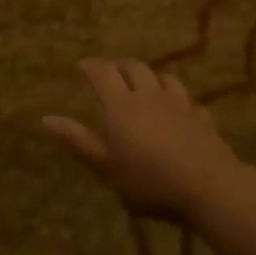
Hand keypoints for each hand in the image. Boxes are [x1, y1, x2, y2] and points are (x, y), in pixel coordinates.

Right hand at [42, 59, 245, 223]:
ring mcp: (180, 105)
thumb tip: (46, 118)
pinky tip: (180, 111)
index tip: (82, 66)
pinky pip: (190, 102)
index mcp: (122, 105)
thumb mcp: (106, 167)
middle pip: (135, 68)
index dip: (91, 66)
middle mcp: (150, 95)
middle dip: (120, 66)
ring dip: (152, 77)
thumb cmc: (149, 180)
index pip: (103, 72)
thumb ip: (78, 141)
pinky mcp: (203, 119)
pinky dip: (180, 101)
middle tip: (111, 74)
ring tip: (146, 85)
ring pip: (165, 78)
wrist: (209, 188)